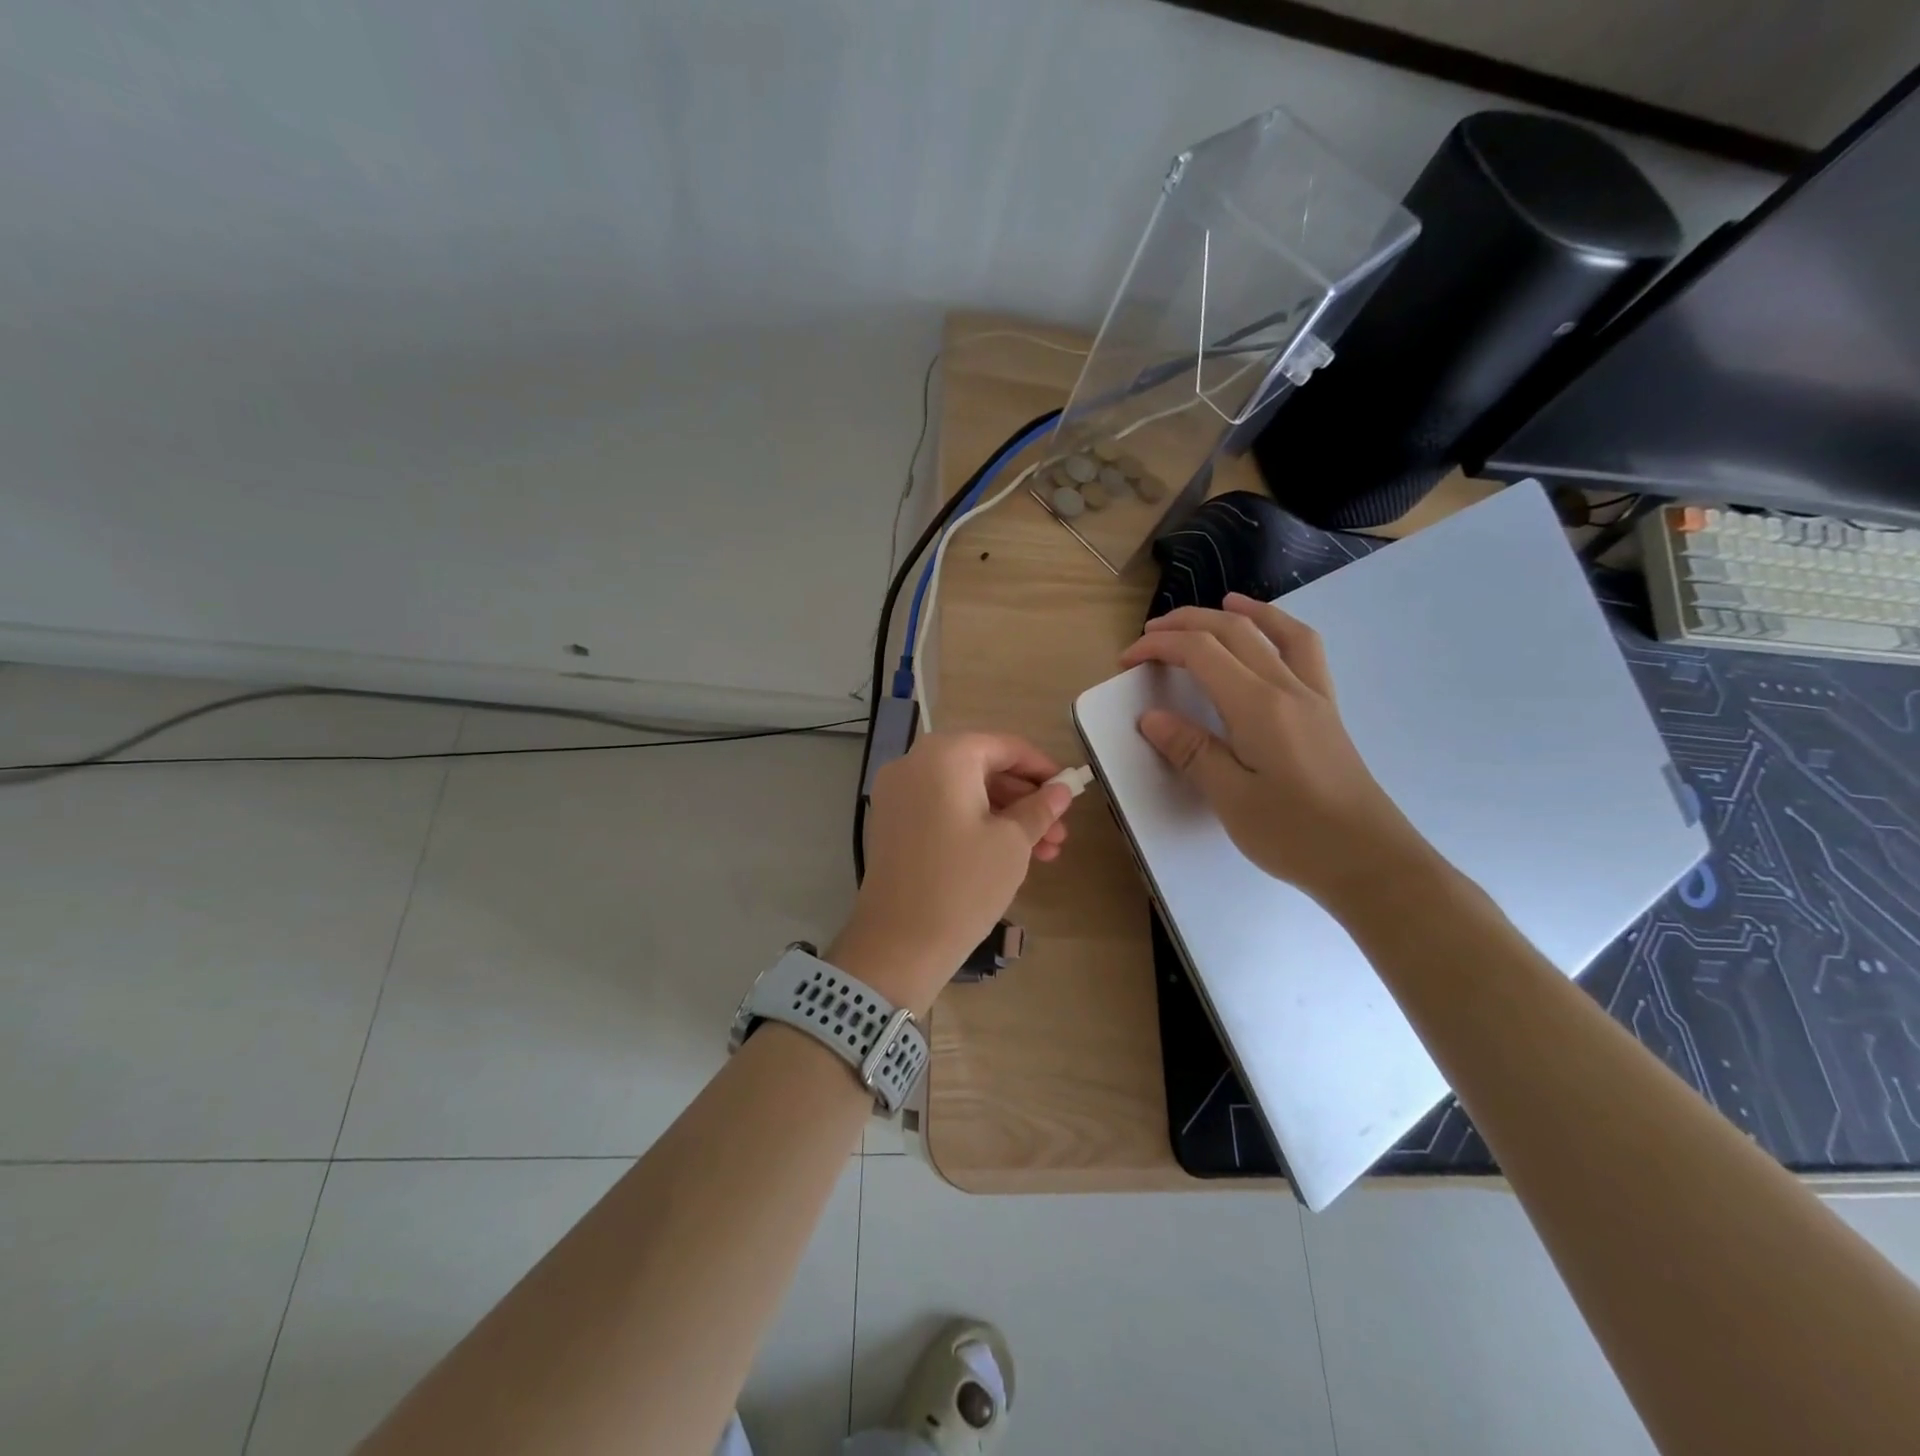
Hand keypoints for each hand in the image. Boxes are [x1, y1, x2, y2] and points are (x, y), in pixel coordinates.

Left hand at [834, 732, 1073, 1014]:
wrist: (898, 943)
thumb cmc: (963, 884)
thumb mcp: (1012, 842)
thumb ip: (1040, 807)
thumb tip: (1060, 790)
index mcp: (945, 755)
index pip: (1005, 746)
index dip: (1042, 768)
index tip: (1070, 791)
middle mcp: (914, 763)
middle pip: (983, 768)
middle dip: (1025, 799)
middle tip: (1059, 833)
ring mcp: (897, 794)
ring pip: (964, 792)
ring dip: (1005, 816)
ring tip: (1044, 853)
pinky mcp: (891, 823)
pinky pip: (942, 809)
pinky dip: (974, 823)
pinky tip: (1006, 854)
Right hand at [1119, 593, 1433, 906]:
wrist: (1370, 861)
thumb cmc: (1295, 834)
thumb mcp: (1231, 798)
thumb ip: (1191, 751)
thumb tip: (1152, 717)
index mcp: (1258, 705)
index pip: (1202, 652)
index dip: (1159, 646)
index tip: (1127, 660)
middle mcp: (1288, 688)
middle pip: (1235, 631)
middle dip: (1188, 623)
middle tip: (1151, 634)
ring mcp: (1314, 697)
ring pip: (1279, 632)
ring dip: (1245, 611)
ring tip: (1222, 602)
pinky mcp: (1326, 713)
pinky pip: (1305, 653)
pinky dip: (1281, 631)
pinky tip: (1271, 642)